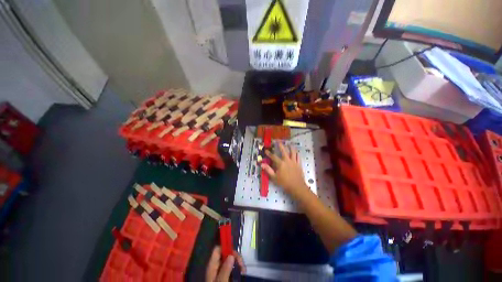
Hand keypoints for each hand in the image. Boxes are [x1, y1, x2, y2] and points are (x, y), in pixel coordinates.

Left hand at [206, 246, 245, 281]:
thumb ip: (225, 270)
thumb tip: (231, 255)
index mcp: (212, 266)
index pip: (217, 250)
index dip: (225, 247)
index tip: (235, 252)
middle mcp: (216, 266)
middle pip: (226, 254)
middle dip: (235, 256)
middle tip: (242, 264)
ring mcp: (221, 271)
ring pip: (230, 260)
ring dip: (238, 263)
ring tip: (243, 270)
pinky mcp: (226, 276)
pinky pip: (232, 268)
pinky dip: (237, 268)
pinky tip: (242, 273)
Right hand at [261, 143, 308, 196]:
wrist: (297, 187)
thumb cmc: (284, 182)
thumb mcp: (274, 177)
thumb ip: (268, 170)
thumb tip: (262, 164)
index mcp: (280, 163)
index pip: (273, 156)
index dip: (269, 153)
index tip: (266, 150)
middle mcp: (287, 160)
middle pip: (284, 151)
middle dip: (280, 145)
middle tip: (278, 141)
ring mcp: (294, 161)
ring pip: (293, 152)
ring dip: (290, 147)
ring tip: (289, 144)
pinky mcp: (299, 164)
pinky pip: (298, 157)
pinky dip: (297, 153)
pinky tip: (296, 152)